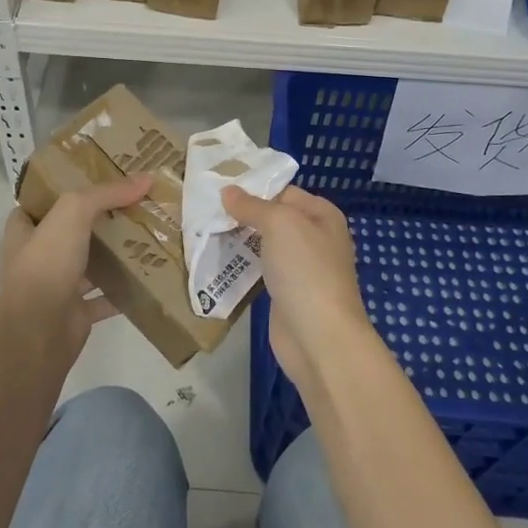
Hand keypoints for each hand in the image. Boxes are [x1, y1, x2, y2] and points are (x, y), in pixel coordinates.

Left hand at [0, 174, 152, 334]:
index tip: (94, 180)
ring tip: (145, 236)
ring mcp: (55, 288)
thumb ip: (106, 194)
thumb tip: (145, 178)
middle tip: (130, 206)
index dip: (61, 191)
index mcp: (23, 233)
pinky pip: (104, 298)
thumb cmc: (46, 265)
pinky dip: (122, 290)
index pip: (38, 205)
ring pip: (87, 266)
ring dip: (111, 256)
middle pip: (68, 233)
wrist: (39, 332)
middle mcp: (36, 259)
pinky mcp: (74, 314)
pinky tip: (147, 277)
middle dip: (96, 222)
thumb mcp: (73, 213)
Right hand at [221, 185, 376, 382]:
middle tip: (206, 210)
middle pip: (273, 218)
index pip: (283, 192)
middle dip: (243, 215)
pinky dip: (242, 265)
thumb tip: (227, 190)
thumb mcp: (279, 224)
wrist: (319, 338)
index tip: (219, 188)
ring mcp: (301, 268)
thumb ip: (252, 205)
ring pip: (265, 245)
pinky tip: (218, 260)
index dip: (254, 189)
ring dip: (239, 240)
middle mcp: (315, 238)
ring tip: (205, 231)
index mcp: (322, 215)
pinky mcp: (286, 293)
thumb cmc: (305, 270)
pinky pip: (261, 270)